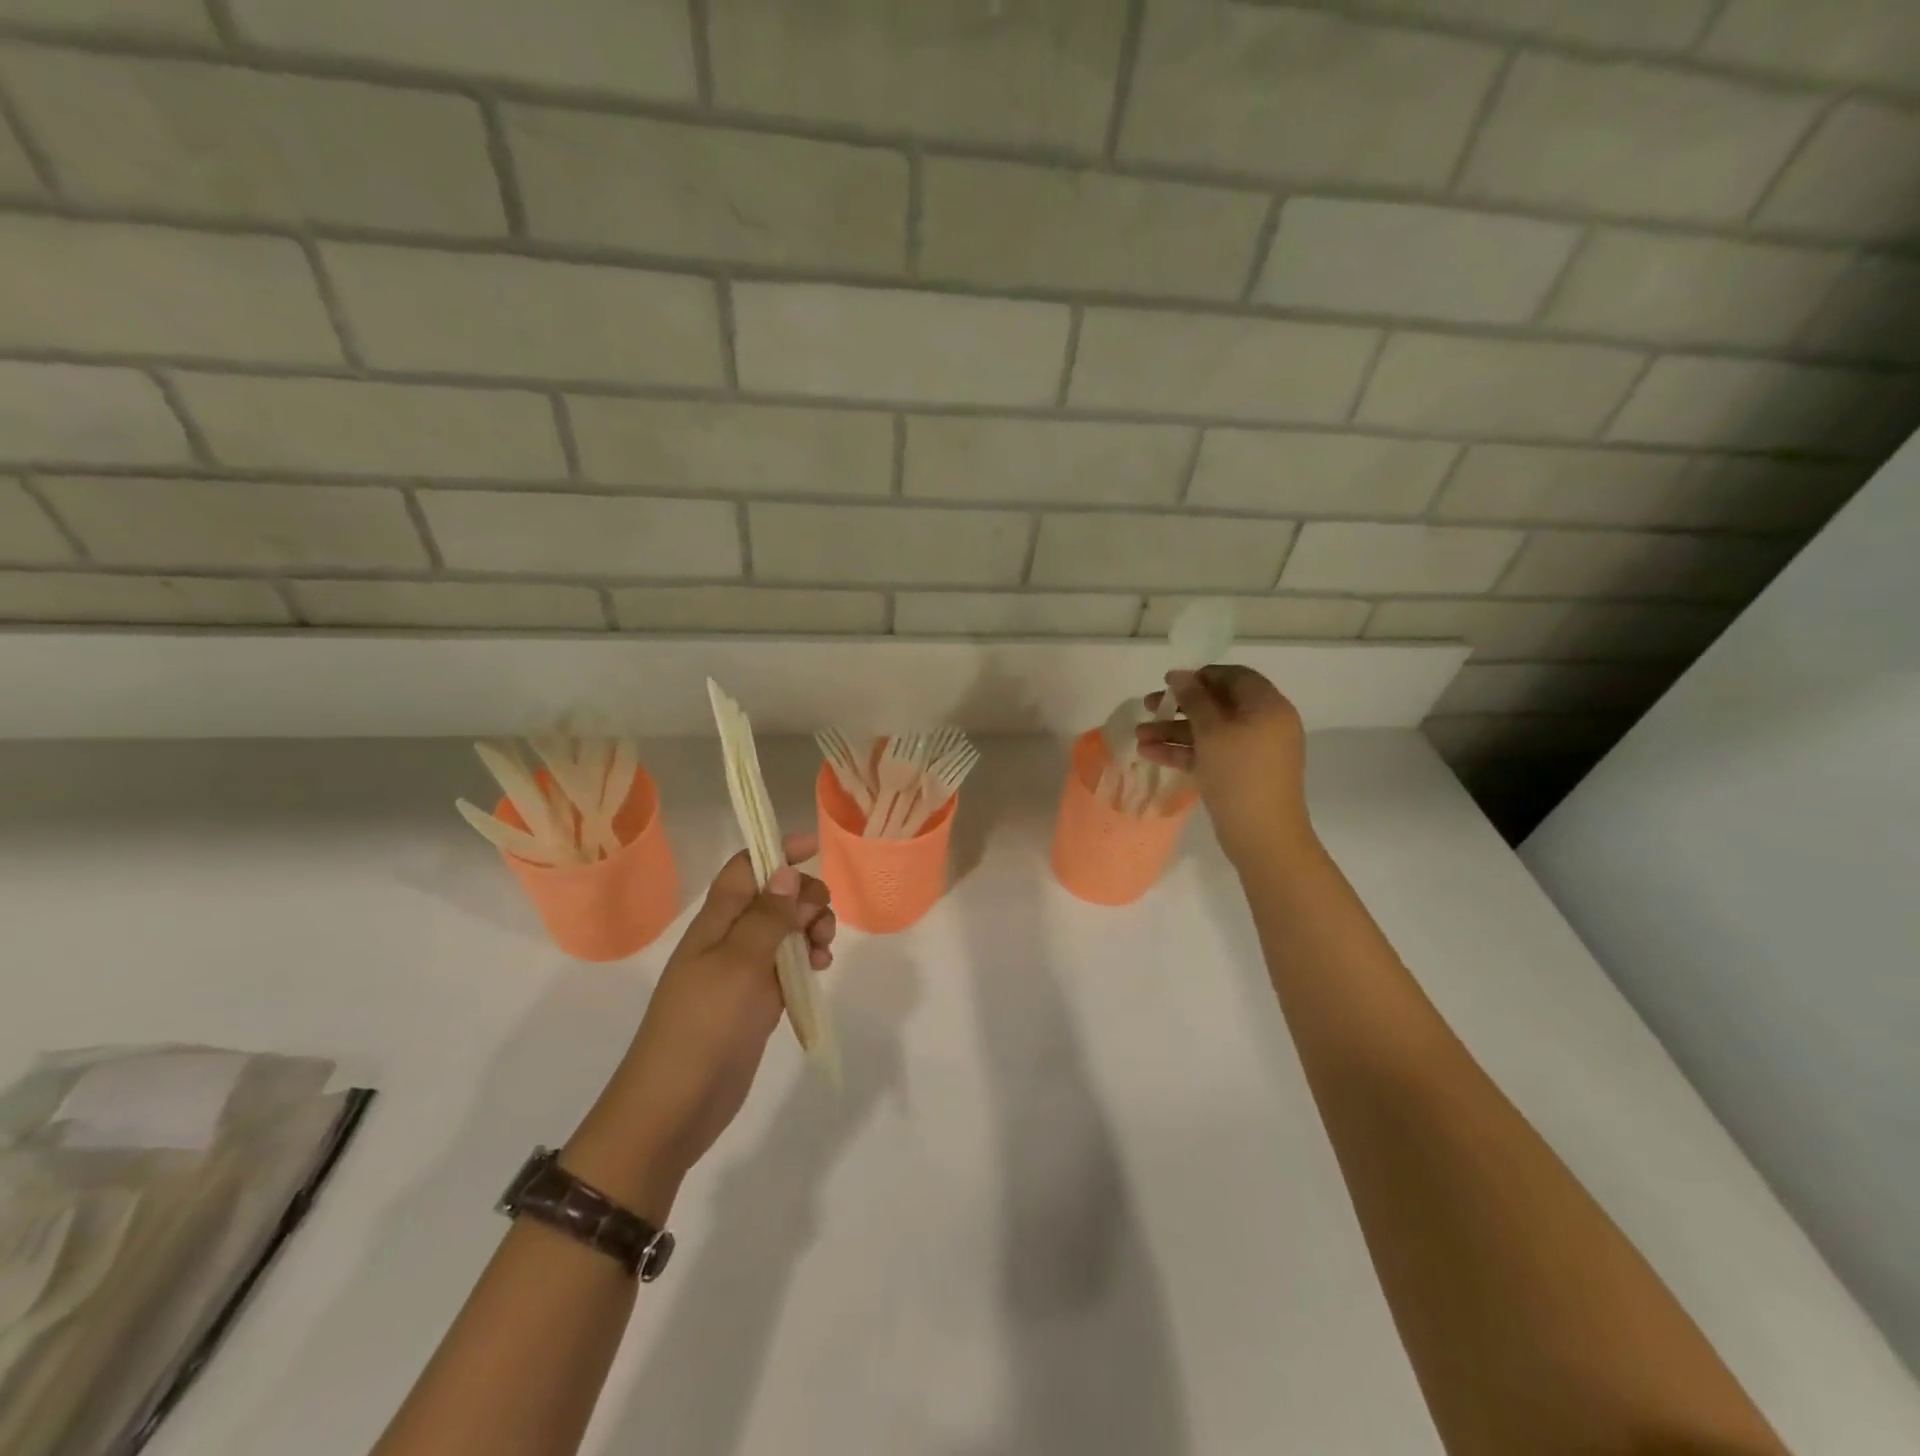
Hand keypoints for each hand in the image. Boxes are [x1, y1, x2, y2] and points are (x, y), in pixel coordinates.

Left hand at [562, 834, 835, 1220]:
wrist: (675, 1106)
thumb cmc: (704, 1026)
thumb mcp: (738, 964)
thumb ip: (766, 916)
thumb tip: (785, 870)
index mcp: (716, 921)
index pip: (745, 868)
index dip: (775, 851)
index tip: (813, 847)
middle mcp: (729, 938)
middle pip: (773, 897)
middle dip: (805, 897)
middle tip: (822, 921)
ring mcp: (743, 971)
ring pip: (784, 930)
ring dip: (810, 928)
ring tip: (825, 949)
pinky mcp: (756, 1001)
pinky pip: (787, 965)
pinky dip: (807, 959)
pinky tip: (821, 969)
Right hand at [1136, 665, 1314, 867]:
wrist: (1263, 836)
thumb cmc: (1240, 775)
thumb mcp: (1212, 732)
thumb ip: (1194, 700)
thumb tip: (1180, 675)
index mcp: (1267, 707)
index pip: (1235, 677)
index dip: (1201, 676)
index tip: (1169, 683)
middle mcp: (1263, 724)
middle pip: (1218, 704)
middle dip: (1180, 705)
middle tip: (1148, 706)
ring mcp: (1251, 752)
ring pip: (1209, 731)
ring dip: (1174, 731)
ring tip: (1139, 736)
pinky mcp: (1239, 774)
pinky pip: (1209, 753)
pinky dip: (1183, 752)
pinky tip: (1149, 753)